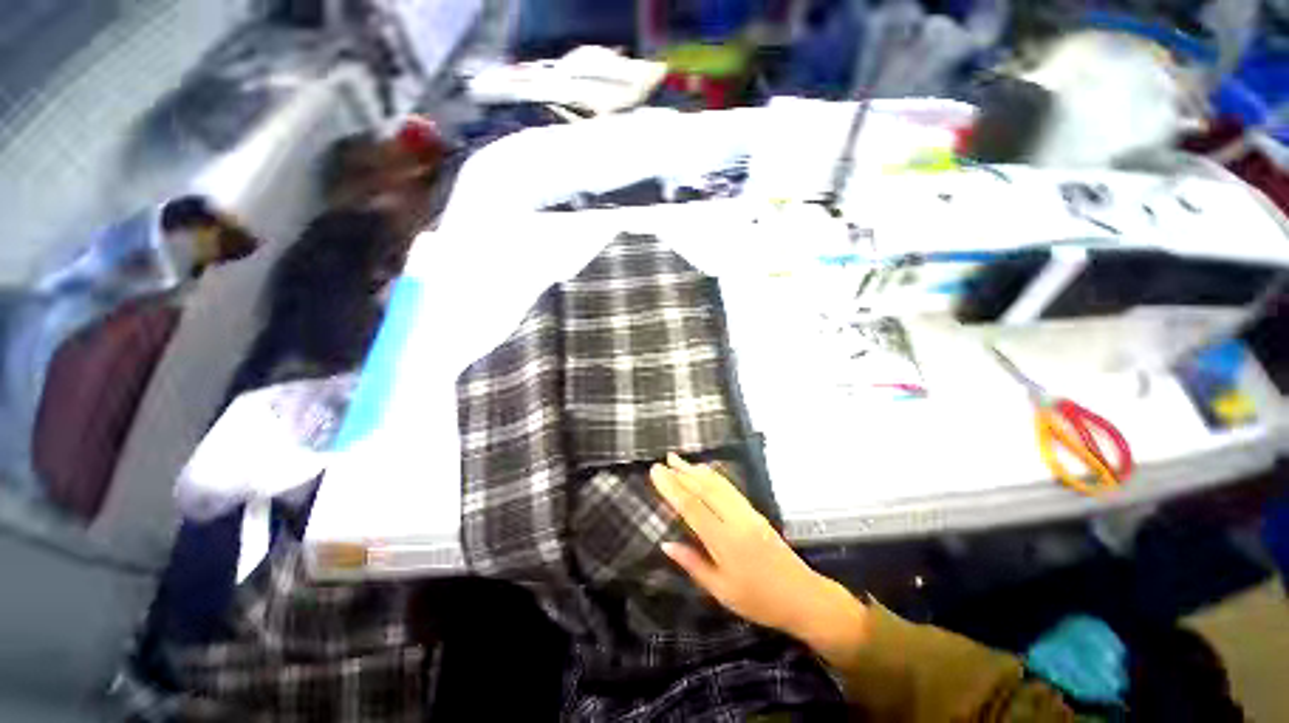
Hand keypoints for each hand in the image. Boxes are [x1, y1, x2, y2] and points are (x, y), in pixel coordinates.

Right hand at [650, 454, 867, 652]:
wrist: (804, 597)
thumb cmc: (760, 601)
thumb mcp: (722, 591)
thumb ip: (693, 564)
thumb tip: (666, 543)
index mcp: (725, 542)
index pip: (692, 507)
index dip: (672, 487)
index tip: (656, 472)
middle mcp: (736, 520)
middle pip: (704, 489)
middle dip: (682, 472)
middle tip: (663, 460)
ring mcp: (748, 513)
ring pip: (718, 484)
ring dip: (696, 470)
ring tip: (679, 459)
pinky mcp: (755, 512)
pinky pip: (730, 488)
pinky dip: (714, 476)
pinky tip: (705, 471)